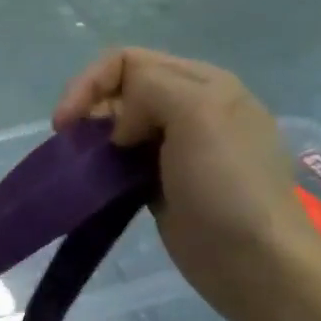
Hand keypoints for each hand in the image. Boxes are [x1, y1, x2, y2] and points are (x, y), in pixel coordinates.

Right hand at [54, 48, 320, 320]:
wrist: (254, 260)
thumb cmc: (228, 184)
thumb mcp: (199, 114)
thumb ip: (151, 91)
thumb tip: (120, 127)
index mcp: (202, 83)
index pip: (128, 60)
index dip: (90, 83)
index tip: (66, 122)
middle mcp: (189, 110)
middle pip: (120, 91)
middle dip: (88, 110)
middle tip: (71, 146)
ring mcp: (176, 150)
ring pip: (118, 128)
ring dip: (92, 141)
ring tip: (79, 166)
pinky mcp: (162, 186)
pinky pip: (122, 164)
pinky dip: (102, 168)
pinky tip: (95, 184)